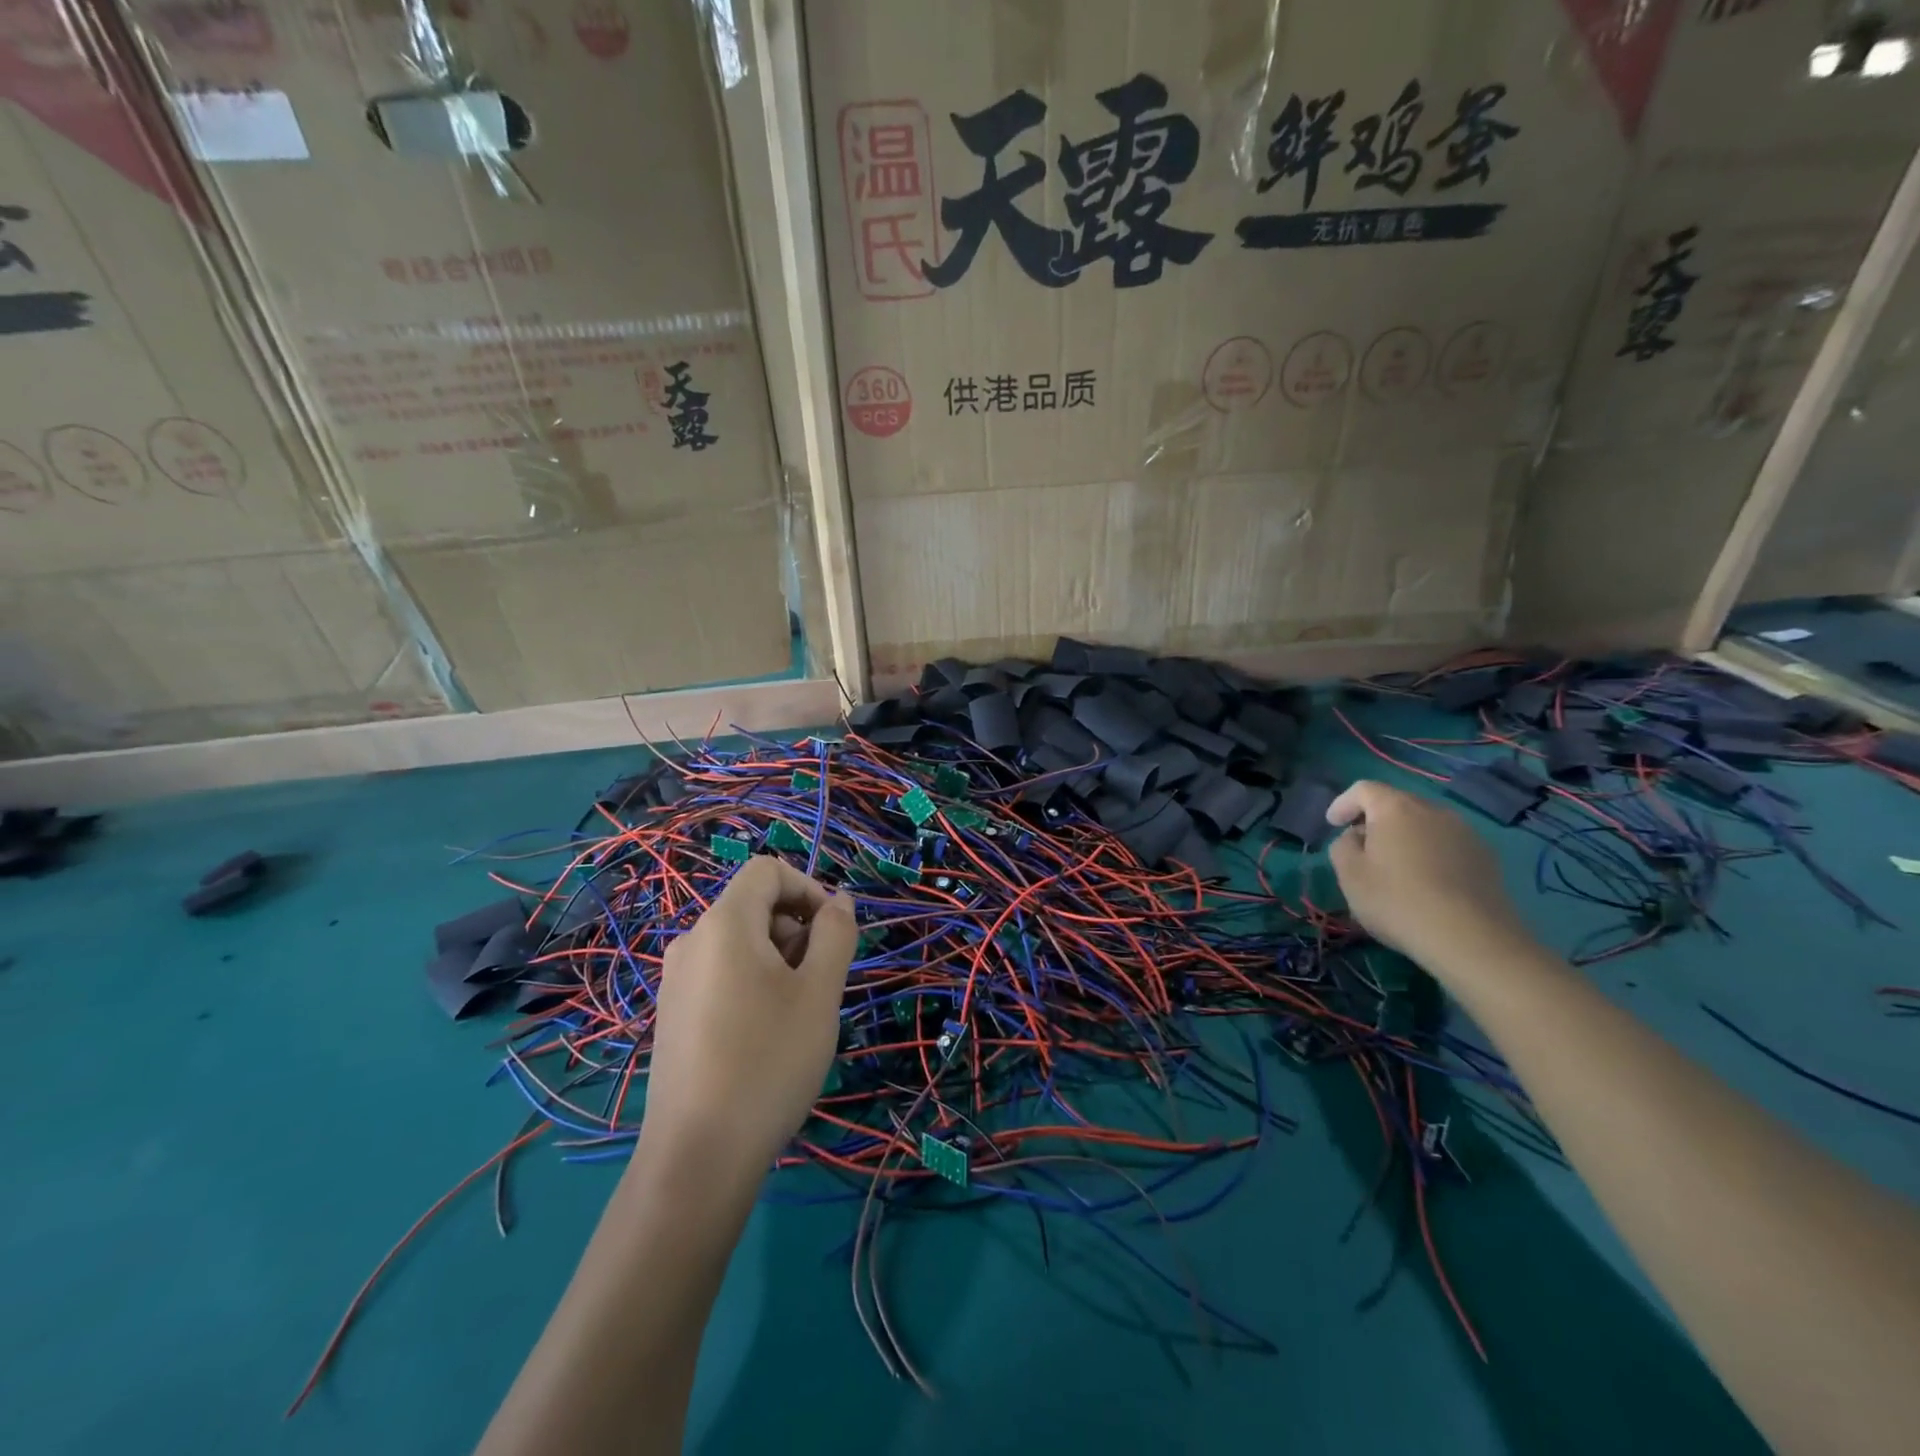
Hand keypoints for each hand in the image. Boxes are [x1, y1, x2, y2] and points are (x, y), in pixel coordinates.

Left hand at [644, 856, 856, 1179]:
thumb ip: (836, 934)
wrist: (698, 1156)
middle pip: (754, 906)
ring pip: (740, 943)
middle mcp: (692, 941)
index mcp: (724, 923)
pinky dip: (753, 983)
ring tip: (797, 1015)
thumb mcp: (819, 992)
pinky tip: (765, 1036)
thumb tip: (840, 901)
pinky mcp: (673, 1014)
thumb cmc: (769, 1060)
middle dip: (797, 929)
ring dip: (779, 959)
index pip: (767, 870)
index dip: (808, 888)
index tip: (833, 933)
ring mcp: (676, 980)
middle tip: (820, 983)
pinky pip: (721, 974)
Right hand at [1325, 780, 1526, 968]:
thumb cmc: (1397, 900)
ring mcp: (1466, 833)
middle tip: (1361, 846)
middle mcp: (1433, 810)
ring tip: (1396, 867)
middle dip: (1375, 820)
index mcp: (1395, 808)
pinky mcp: (1486, 858)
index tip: (1332, 824)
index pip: (1364, 789)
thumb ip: (1342, 846)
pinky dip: (1431, 854)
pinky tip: (1427, 883)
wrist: (1471, 938)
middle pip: (1397, 804)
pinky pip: (1447, 845)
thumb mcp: (1349, 874)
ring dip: (1405, 838)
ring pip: (1425, 825)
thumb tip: (1356, 837)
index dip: (1343, 803)